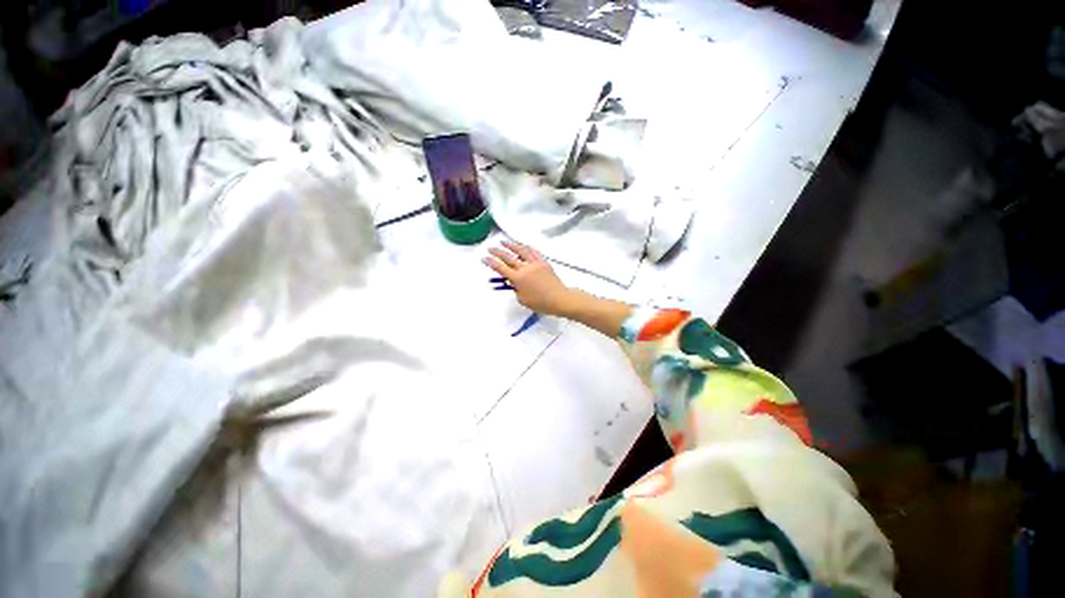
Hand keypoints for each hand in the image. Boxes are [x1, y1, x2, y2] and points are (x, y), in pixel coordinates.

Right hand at [483, 241, 573, 316]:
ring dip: (511, 245)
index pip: (501, 268)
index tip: (484, 258)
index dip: (491, 262)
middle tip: (490, 248)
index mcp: (518, 279)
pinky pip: (533, 252)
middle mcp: (525, 268)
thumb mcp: (522, 299)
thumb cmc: (540, 303)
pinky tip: (522, 246)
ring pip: (521, 250)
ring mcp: (535, 263)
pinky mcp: (543, 262)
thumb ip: (515, 289)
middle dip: (497, 251)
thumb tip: (513, 281)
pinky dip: (526, 247)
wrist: (559, 299)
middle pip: (508, 257)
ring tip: (504, 242)